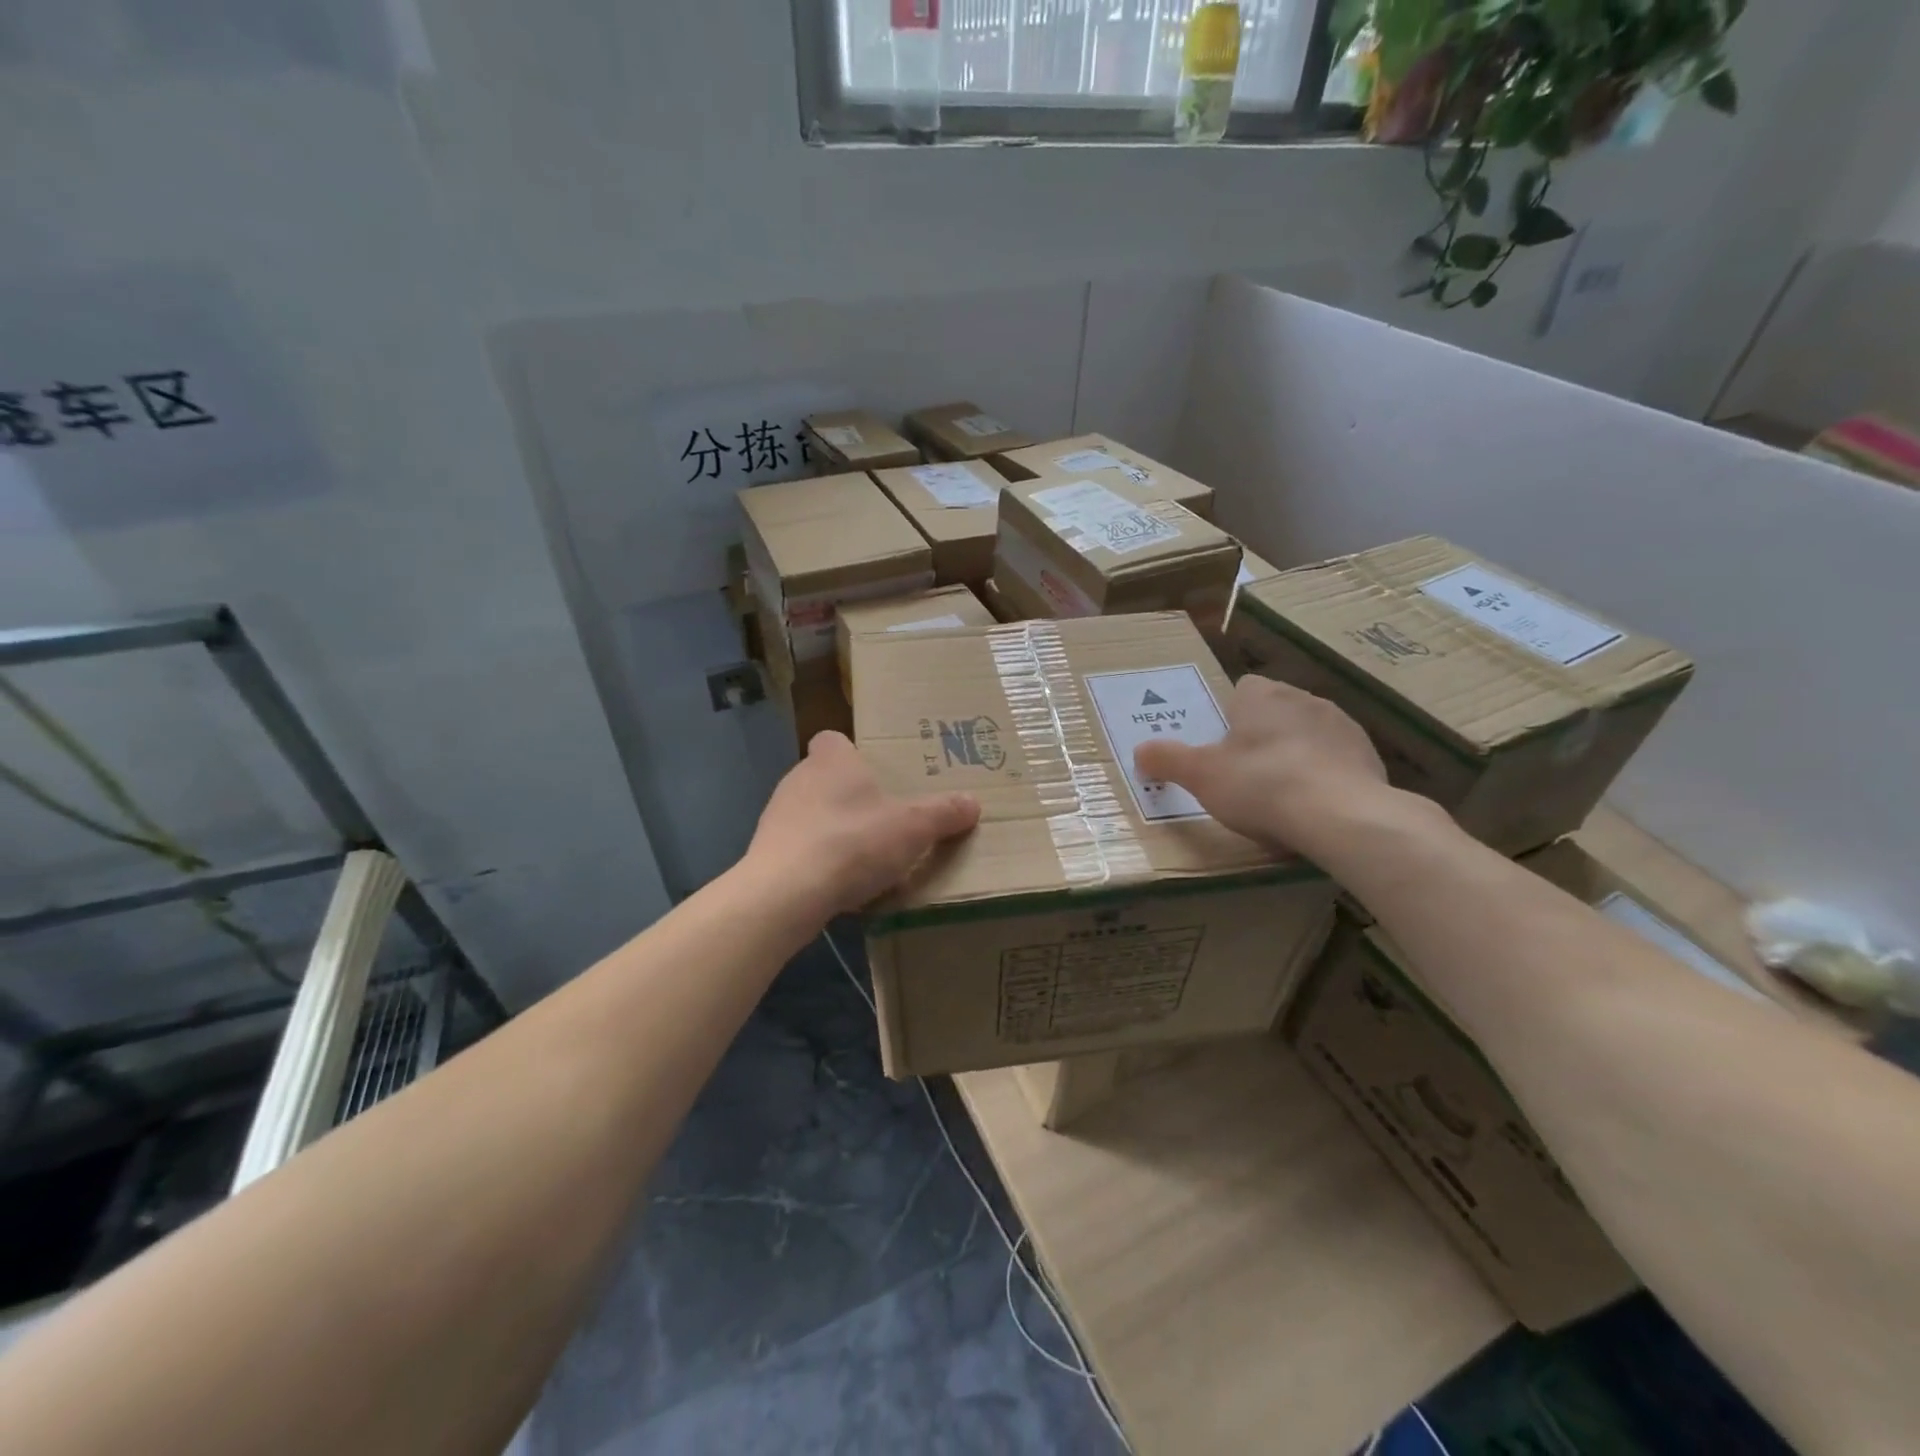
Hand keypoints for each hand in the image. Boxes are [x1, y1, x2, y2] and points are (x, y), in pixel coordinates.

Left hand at [747, 732, 980, 916]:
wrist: (784, 894)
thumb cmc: (852, 842)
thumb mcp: (913, 828)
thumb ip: (943, 813)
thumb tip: (972, 803)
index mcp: (831, 759)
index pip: (835, 739)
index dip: (856, 753)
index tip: (879, 775)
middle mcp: (799, 778)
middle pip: (828, 778)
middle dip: (853, 797)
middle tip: (886, 819)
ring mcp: (777, 816)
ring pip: (814, 815)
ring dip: (836, 831)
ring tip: (868, 858)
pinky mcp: (767, 852)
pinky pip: (802, 849)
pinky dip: (820, 861)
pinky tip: (841, 885)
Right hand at [1134, 677, 1393, 855]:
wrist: (1341, 815)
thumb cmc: (1261, 784)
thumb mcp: (1200, 775)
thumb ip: (1167, 759)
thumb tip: (1140, 750)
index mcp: (1262, 696)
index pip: (1242, 688)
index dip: (1228, 714)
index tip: (1220, 744)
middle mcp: (1304, 699)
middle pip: (1275, 710)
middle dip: (1261, 734)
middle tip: (1243, 773)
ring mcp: (1342, 726)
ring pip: (1308, 733)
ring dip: (1295, 753)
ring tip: (1280, 794)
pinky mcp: (1369, 756)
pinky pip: (1336, 760)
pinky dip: (1324, 776)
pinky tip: (1313, 807)